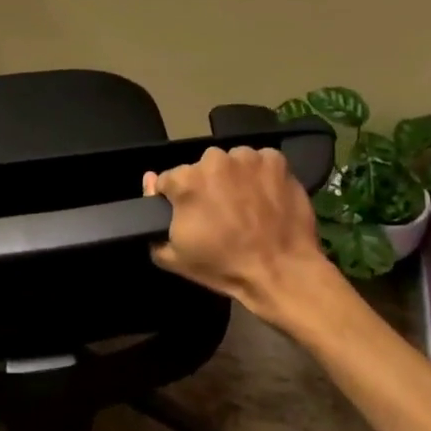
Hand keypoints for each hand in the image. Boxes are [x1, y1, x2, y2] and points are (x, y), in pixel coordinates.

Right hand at [143, 146, 333, 322]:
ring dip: (234, 179)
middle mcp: (214, 160)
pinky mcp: (275, 160)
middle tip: (221, 215)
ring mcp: (247, 158)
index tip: (191, 218)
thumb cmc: (224, 267)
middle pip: (201, 169)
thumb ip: (151, 221)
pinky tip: (266, 198)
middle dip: (207, 187)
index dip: (176, 200)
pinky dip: (261, 176)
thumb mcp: (174, 257)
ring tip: (246, 206)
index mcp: (186, 180)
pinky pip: (260, 162)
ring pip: (231, 163)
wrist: (282, 272)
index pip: (168, 181)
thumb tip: (149, 180)